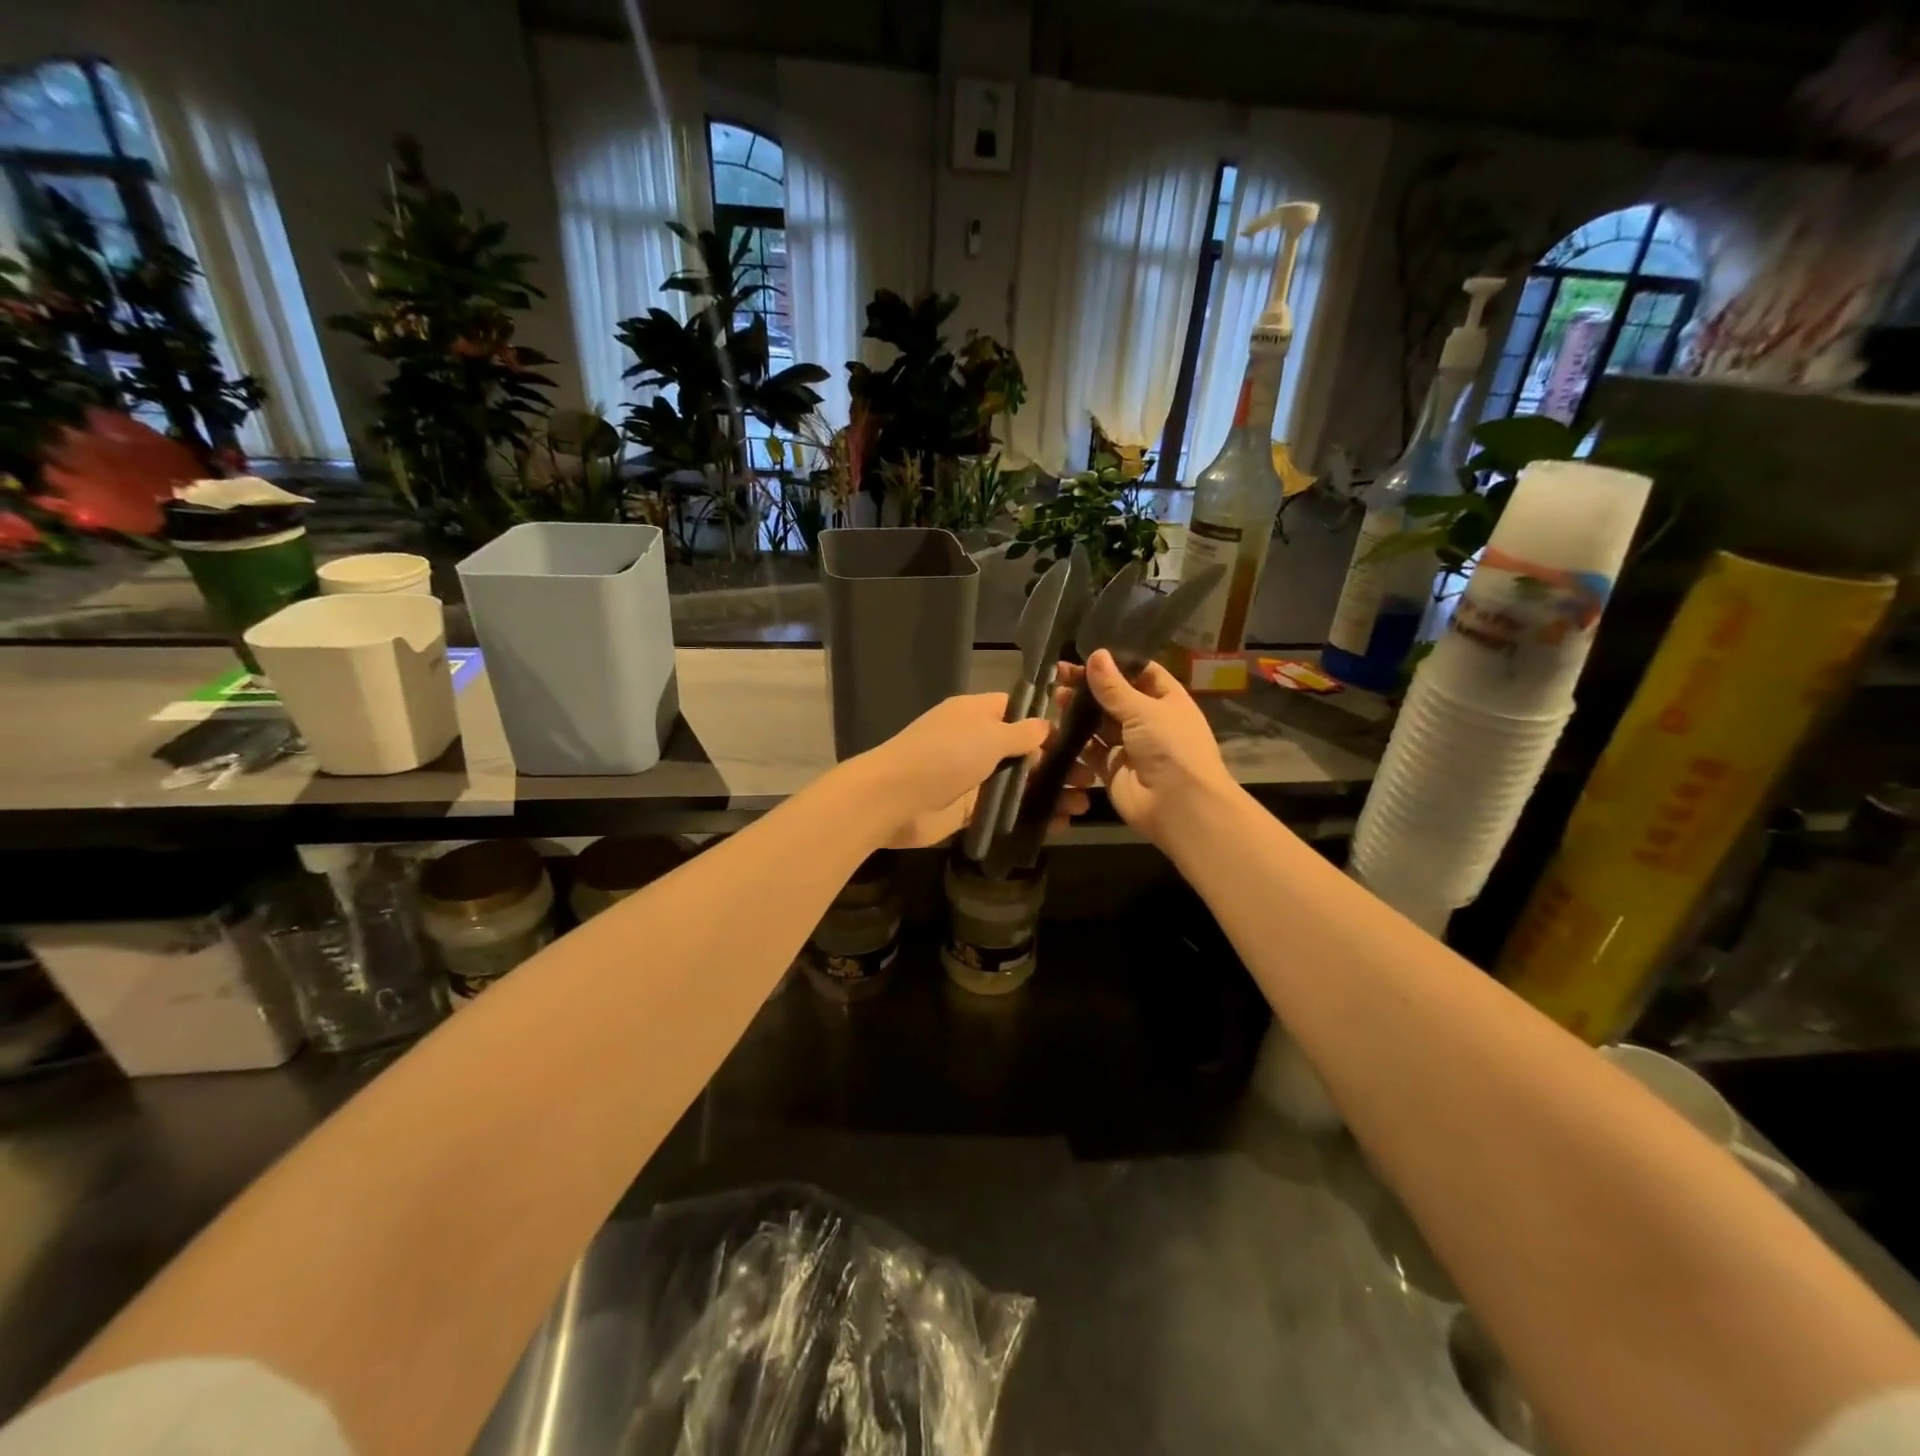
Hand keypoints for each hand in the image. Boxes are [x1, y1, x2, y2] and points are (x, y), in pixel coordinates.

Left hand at [849, 691, 1095, 849]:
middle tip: (1092, 777)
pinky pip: (1007, 809)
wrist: (894, 799)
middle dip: (1057, 763)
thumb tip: (1047, 726)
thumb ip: (1022, 733)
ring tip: (1084, 804)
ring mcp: (972, 777)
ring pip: (1018, 783)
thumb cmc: (944, 755)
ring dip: (1050, 792)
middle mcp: (975, 742)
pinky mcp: (969, 809)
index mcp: (976, 714)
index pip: (1016, 710)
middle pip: (1023, 750)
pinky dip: (1032, 815)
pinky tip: (1061, 824)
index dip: (1046, 722)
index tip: (1080, 736)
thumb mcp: (989, 735)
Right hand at [1062, 649, 1237, 845]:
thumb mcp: (1144, 710)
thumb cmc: (1171, 747)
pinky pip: (1090, 749)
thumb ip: (1114, 686)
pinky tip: (1057, 725)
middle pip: (1115, 697)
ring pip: (1100, 723)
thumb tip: (1096, 654)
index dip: (1117, 663)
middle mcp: (1149, 721)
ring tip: (1057, 696)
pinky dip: (1075, 739)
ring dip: (1080, 711)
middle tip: (1061, 674)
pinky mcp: (1112, 768)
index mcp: (1168, 700)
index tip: (1088, 654)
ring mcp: (1130, 746)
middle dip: (1090, 686)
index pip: (1141, 673)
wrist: (1178, 805)